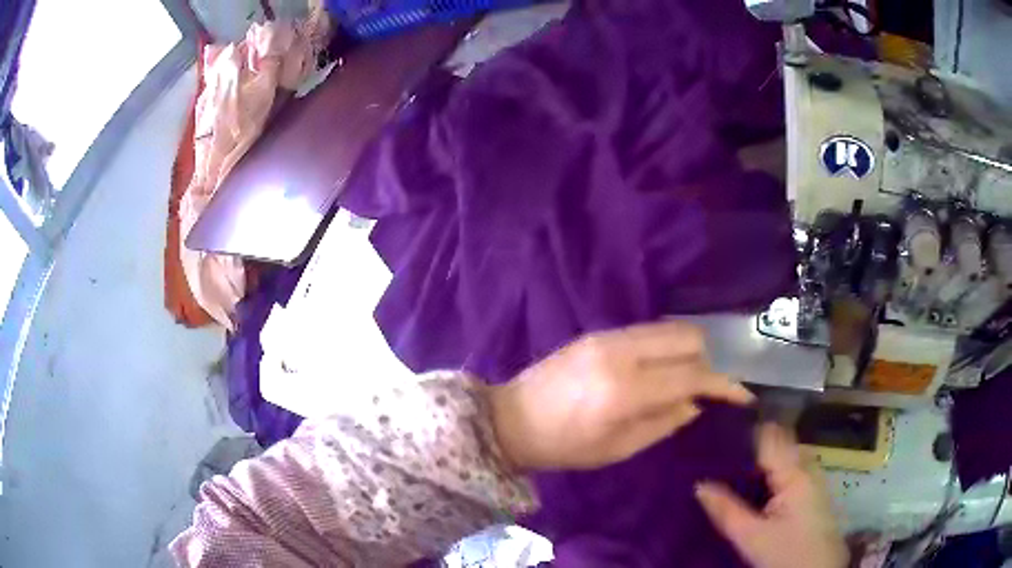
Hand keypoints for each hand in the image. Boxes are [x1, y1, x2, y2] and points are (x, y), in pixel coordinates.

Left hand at [485, 321, 754, 470]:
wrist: (511, 419)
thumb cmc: (564, 446)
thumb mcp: (618, 448)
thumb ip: (664, 422)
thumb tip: (696, 402)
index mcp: (626, 389)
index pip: (693, 374)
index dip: (725, 385)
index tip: (743, 396)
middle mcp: (622, 352)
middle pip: (688, 337)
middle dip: (709, 360)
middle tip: (710, 387)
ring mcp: (608, 336)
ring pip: (670, 328)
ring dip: (689, 349)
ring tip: (688, 377)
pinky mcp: (599, 332)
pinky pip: (648, 331)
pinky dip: (666, 345)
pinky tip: (662, 368)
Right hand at [696, 424, 847, 567]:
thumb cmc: (786, 554)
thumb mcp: (751, 537)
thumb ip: (726, 509)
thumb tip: (699, 484)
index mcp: (795, 472)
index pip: (769, 435)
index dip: (744, 430)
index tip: (715, 431)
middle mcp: (807, 468)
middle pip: (778, 444)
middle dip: (749, 446)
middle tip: (716, 453)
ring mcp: (813, 480)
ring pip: (783, 458)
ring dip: (759, 461)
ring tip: (728, 467)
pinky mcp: (812, 494)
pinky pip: (789, 473)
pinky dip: (769, 474)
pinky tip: (751, 487)